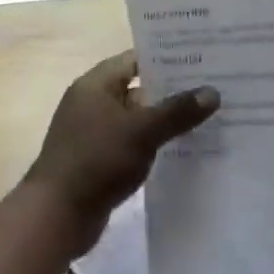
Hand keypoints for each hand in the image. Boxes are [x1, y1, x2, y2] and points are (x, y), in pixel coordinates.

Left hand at [23, 51, 218, 250]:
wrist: (58, 215)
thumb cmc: (97, 161)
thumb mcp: (142, 131)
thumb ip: (177, 111)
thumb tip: (212, 92)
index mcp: (95, 86)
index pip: (134, 60)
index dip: (166, 58)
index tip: (202, 59)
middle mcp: (92, 104)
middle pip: (138, 90)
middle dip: (173, 92)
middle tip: (215, 89)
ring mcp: (94, 134)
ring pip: (137, 120)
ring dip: (166, 121)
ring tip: (208, 119)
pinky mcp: (100, 161)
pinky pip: (133, 145)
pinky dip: (154, 146)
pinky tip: (184, 151)